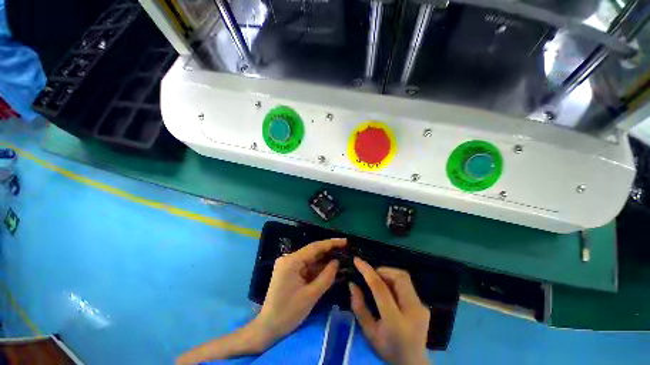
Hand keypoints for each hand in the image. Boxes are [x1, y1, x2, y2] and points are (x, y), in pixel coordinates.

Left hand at [255, 238, 346, 346]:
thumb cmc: (288, 313)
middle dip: (329, 251)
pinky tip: (329, 268)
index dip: (331, 243)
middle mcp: (289, 258)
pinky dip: (318, 268)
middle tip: (346, 250)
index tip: (345, 241)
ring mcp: (289, 264)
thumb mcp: (311, 295)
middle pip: (312, 251)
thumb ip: (326, 276)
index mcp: (291, 261)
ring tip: (341, 258)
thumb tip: (337, 262)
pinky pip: (307, 266)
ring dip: (324, 260)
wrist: (268, 328)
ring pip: (311, 259)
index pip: (314, 247)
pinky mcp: (290, 271)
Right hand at [350, 258, 429, 364]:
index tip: (357, 260)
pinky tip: (390, 291)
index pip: (380, 288)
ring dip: (389, 274)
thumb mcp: (369, 332)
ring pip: (404, 277)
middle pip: (398, 277)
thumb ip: (359, 307)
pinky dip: (395, 281)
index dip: (367, 271)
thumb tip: (352, 284)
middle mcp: (412, 311)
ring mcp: (421, 307)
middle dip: (382, 270)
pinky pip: (407, 285)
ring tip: (379, 281)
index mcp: (396, 321)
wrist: (413, 363)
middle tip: (371, 275)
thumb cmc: (387, 349)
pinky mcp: (424, 305)